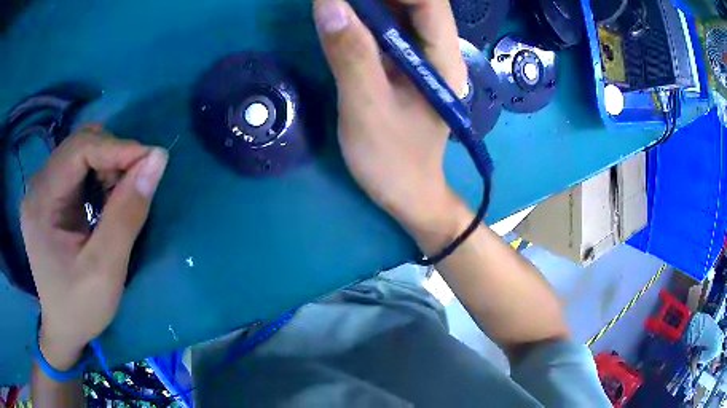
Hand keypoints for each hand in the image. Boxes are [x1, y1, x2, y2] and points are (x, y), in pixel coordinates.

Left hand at [21, 127, 167, 369]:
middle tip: (138, 181)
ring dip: (108, 164)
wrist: (64, 329)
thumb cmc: (80, 308)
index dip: (117, 148)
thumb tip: (157, 160)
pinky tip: (108, 198)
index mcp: (41, 201)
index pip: (79, 149)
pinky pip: (79, 168)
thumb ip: (127, 214)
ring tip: (123, 194)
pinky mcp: (50, 196)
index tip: (153, 161)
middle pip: (79, 145)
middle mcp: (38, 186)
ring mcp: (43, 190)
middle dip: (113, 155)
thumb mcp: (105, 269)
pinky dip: (100, 175)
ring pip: (81, 152)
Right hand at [313, 0, 466, 232]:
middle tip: (335, 1)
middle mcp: (437, 51)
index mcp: (442, 59)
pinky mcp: (403, 67)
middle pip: (415, 4)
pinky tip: (341, 19)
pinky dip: (363, 19)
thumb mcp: (367, 107)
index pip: (430, 4)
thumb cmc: (392, 159)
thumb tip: (328, 2)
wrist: (407, 193)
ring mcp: (420, 58)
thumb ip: (350, 54)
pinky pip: (385, 31)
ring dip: (367, 5)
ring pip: (399, 14)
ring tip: (335, 6)